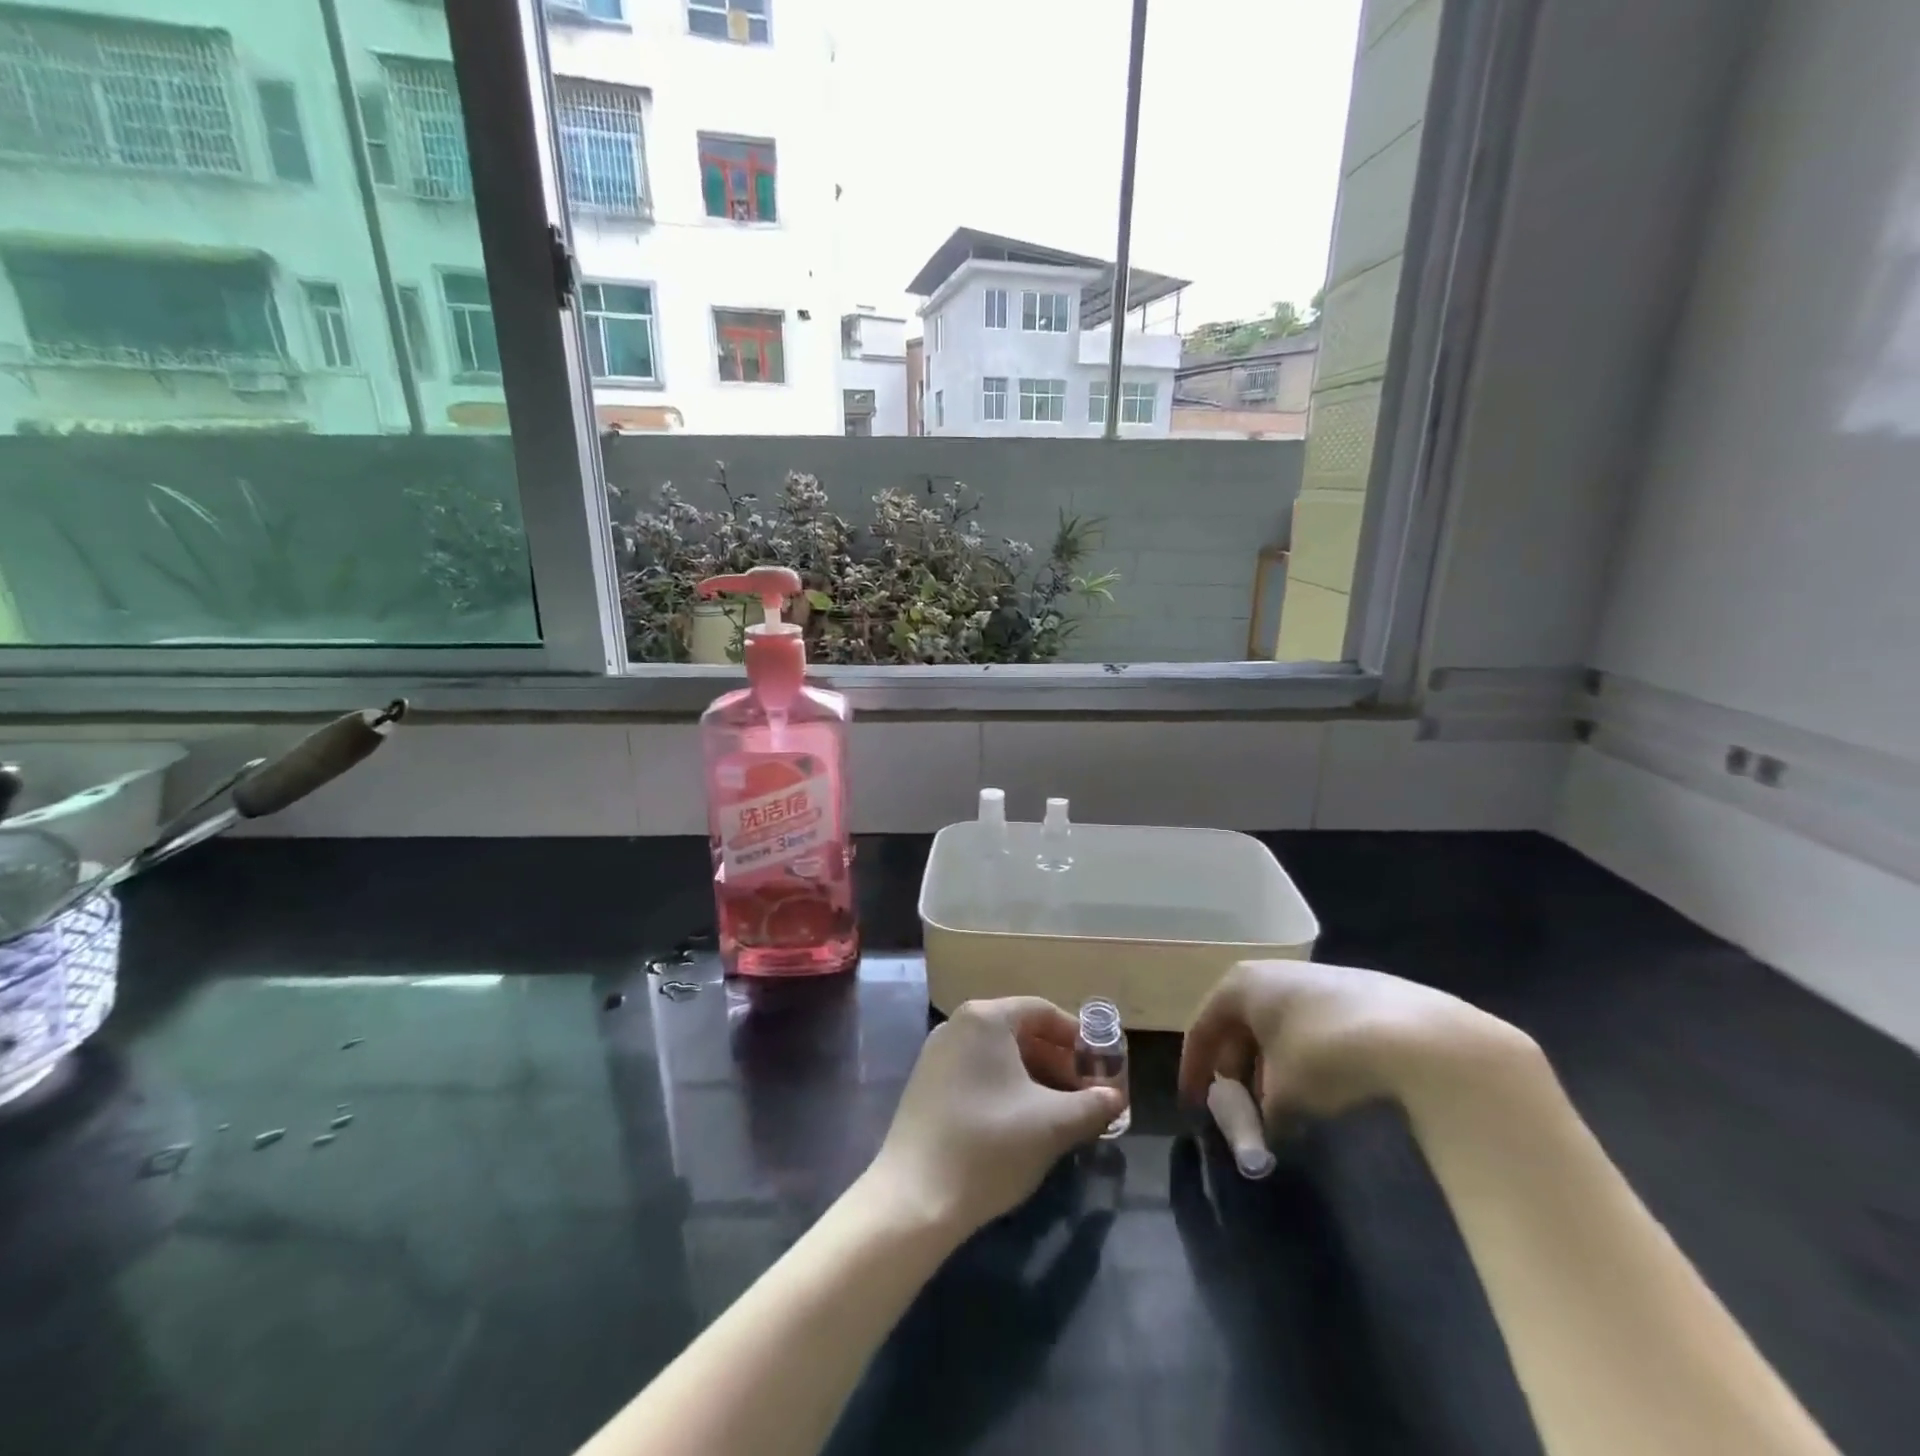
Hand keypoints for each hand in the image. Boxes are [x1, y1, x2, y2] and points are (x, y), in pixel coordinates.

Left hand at [866, 998, 1124, 1236]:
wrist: (915, 1197)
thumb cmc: (990, 1145)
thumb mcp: (1053, 1125)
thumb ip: (1093, 1106)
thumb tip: (1115, 1098)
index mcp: (985, 1018)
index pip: (1043, 1011)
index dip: (1077, 1038)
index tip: (1101, 1068)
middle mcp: (958, 1025)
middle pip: (1020, 1031)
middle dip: (1058, 1061)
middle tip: (1086, 1095)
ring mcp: (937, 1054)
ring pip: (999, 1055)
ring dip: (1034, 1078)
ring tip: (1061, 1114)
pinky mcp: (926, 1084)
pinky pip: (977, 1072)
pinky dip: (1006, 1088)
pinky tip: (1023, 1124)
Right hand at [1178, 960, 1537, 1127]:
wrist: (1421, 1039)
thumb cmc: (1325, 1056)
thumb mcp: (1282, 1095)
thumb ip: (1261, 1115)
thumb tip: (1266, 1132)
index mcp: (1242, 984)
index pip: (1203, 1027)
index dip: (1195, 1070)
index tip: (1194, 1107)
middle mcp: (1274, 973)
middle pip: (1241, 1026)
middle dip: (1238, 1071)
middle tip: (1243, 1113)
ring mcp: (1320, 980)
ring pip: (1279, 1028)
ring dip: (1273, 1069)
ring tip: (1285, 1109)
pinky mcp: (1361, 995)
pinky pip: (1314, 1030)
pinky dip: (1306, 1060)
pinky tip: (1325, 1093)